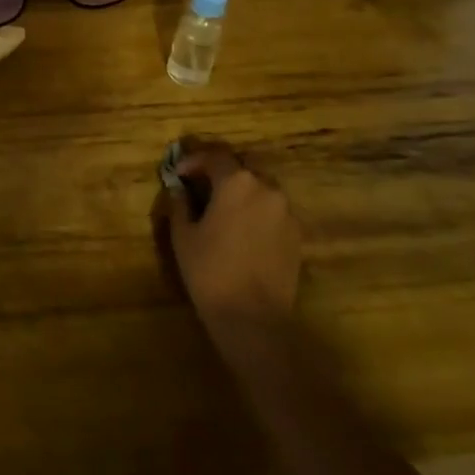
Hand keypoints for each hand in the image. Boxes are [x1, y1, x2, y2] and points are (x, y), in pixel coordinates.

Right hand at [155, 136, 302, 325]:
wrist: (253, 318)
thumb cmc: (210, 271)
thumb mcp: (183, 235)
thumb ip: (180, 204)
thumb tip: (178, 189)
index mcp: (237, 182)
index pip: (214, 156)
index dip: (193, 161)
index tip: (177, 174)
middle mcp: (266, 188)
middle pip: (242, 167)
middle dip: (220, 172)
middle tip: (200, 186)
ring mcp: (286, 211)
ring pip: (261, 187)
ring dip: (241, 190)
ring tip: (222, 208)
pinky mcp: (296, 234)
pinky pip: (273, 209)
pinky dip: (256, 210)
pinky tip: (242, 229)